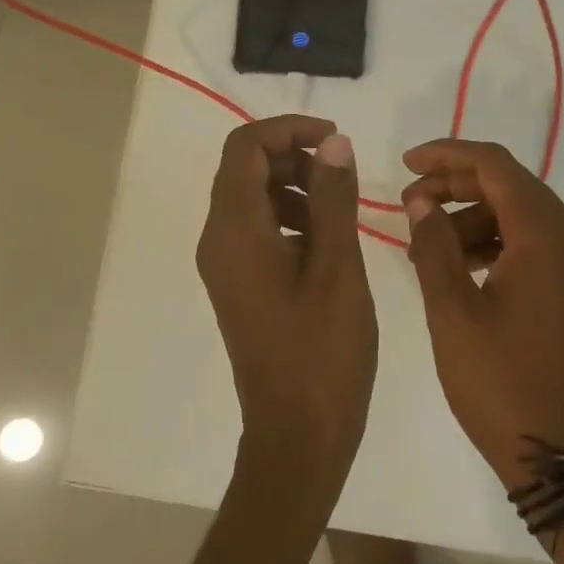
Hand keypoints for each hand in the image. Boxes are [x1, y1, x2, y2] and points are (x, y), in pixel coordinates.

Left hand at [197, 116, 377, 506]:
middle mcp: (219, 241)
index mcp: (235, 231)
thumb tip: (333, 143)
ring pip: (253, 199)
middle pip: (245, 169)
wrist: (297, 434)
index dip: (288, 129)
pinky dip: (292, 217)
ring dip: (295, 186)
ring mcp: (226, 266)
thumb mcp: (337, 267)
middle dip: (294, 156)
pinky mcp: (241, 285)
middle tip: (344, 173)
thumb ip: (333, 198)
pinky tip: (328, 240)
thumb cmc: (322, 351)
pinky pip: (259, 230)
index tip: (335, 139)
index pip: (244, 148)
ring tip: (342, 207)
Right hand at [400, 139, 563, 491]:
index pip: (495, 165)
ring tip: (426, 242)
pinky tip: (458, 264)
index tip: (405, 163)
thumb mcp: (453, 313)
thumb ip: (434, 246)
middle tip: (408, 204)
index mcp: (549, 235)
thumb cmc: (502, 384)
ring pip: (520, 214)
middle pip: (510, 185)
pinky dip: (495, 242)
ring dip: (472, 217)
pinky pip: (533, 243)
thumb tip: (422, 202)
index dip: (447, 155)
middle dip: (455, 186)